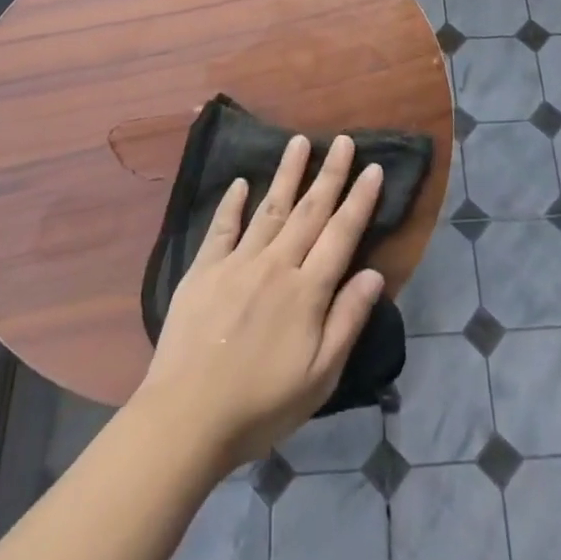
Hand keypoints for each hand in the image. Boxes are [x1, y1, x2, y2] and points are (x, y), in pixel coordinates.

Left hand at [135, 135, 385, 470]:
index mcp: (307, 291)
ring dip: (287, 174)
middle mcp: (275, 265)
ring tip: (298, 141)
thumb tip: (373, 274)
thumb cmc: (260, 405)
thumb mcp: (319, 377)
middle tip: (343, 140)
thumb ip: (347, 320)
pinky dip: (232, 204)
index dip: (359, 200)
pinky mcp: (203, 270)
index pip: (341, 234)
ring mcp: (237, 263)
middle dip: (329, 174)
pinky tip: (241, 183)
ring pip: (269, 208)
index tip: (373, 168)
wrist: (186, 419)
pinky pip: (222, 228)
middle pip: (309, 211)